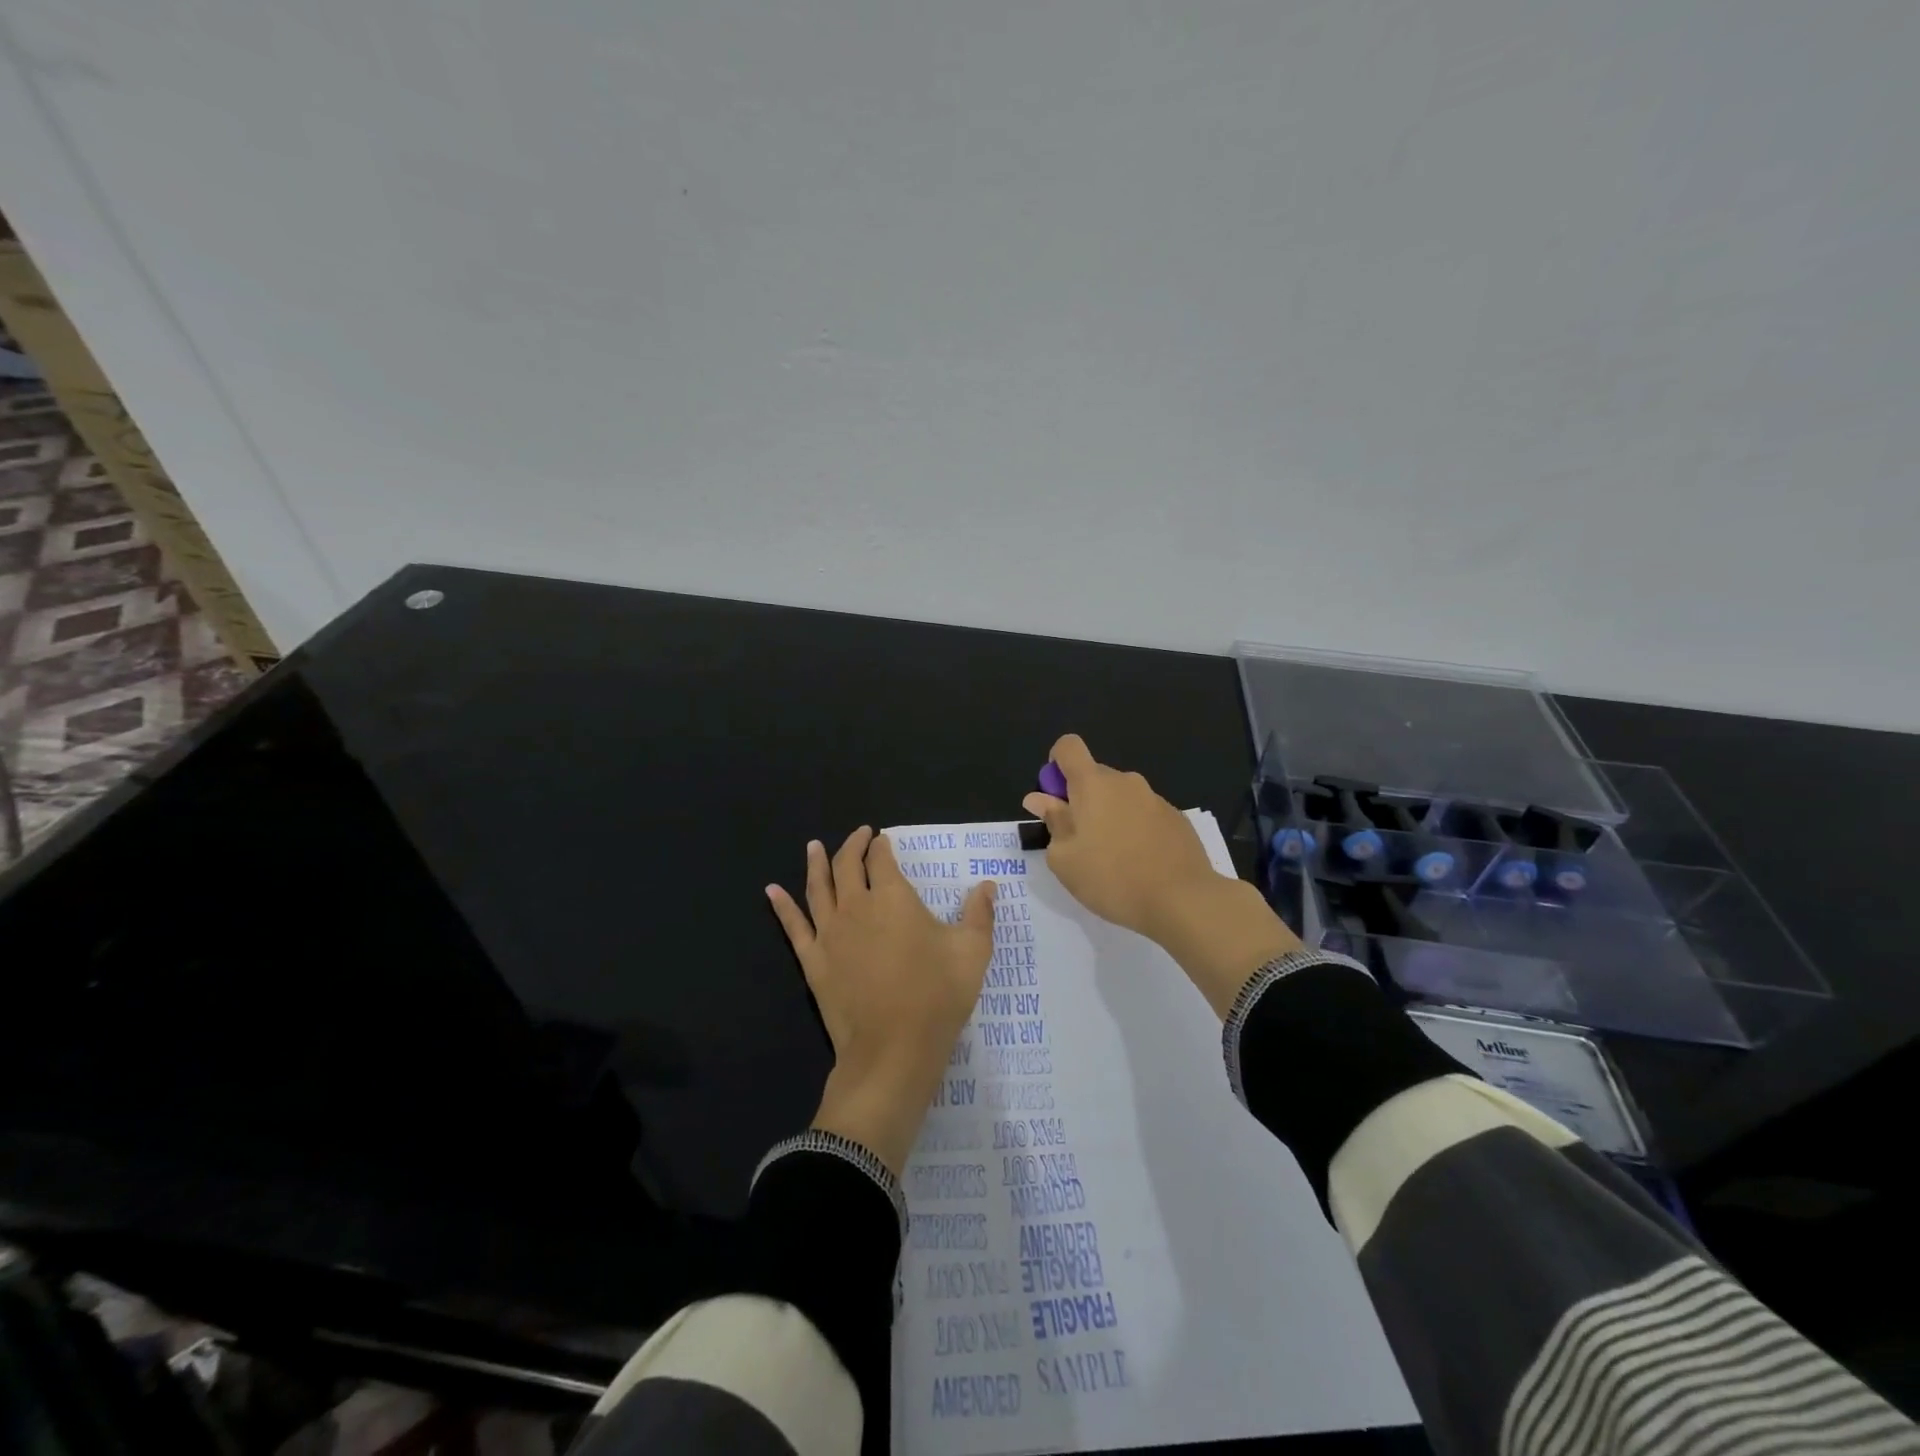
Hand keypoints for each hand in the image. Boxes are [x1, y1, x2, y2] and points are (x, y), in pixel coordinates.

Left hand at [767, 827, 996, 1174]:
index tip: (883, 840)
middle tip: (859, 835)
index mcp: (892, 897)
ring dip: (816, 863)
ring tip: (813, 846)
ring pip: (817, 888)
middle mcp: (855, 906)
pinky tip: (771, 891)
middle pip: (847, 865)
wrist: (893, 1050)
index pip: (882, 859)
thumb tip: (987, 885)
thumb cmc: (937, 996)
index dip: (882, 845)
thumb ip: (979, 914)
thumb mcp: (972, 952)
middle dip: (853, 845)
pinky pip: (793, 926)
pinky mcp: (813, 961)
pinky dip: (782, 906)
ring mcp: (829, 933)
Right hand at [1024, 733, 1300, 1016]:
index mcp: (1093, 784)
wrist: (1182, 900)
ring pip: (1120, 797)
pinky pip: (1144, 814)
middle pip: (1094, 775)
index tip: (1056, 798)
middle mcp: (1125, 781)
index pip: (1068, 747)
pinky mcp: (1177, 819)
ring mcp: (1155, 798)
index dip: (1056, 765)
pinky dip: (1135, 830)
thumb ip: (1052, 822)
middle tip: (1079, 842)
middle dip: (1081, 800)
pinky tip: (1140, 864)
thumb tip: (1039, 798)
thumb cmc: (1111, 878)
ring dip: (1109, 817)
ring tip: (1112, 860)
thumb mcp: (1065, 859)